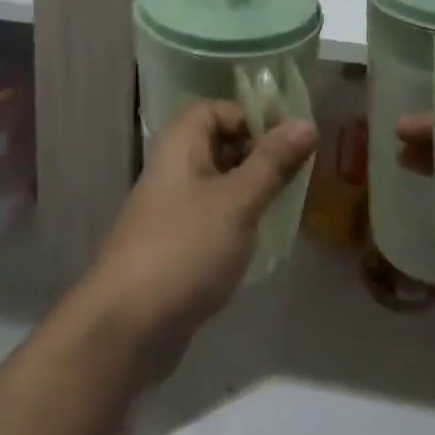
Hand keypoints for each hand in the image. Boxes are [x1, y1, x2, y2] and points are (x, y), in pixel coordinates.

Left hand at [76, 101, 316, 383]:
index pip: (215, 109)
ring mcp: (170, 208)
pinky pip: (210, 216)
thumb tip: (307, 122)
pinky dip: (235, 221)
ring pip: (217, 183)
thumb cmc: (185, 248)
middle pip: (217, 144)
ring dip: (250, 190)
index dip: (250, 119)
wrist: (128, 325)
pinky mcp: (174, 244)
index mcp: (179, 145)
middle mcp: (171, 169)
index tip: (286, 145)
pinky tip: (258, 242)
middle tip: (295, 178)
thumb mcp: (237, 201)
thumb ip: (273, 162)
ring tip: (284, 209)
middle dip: (257, 156)